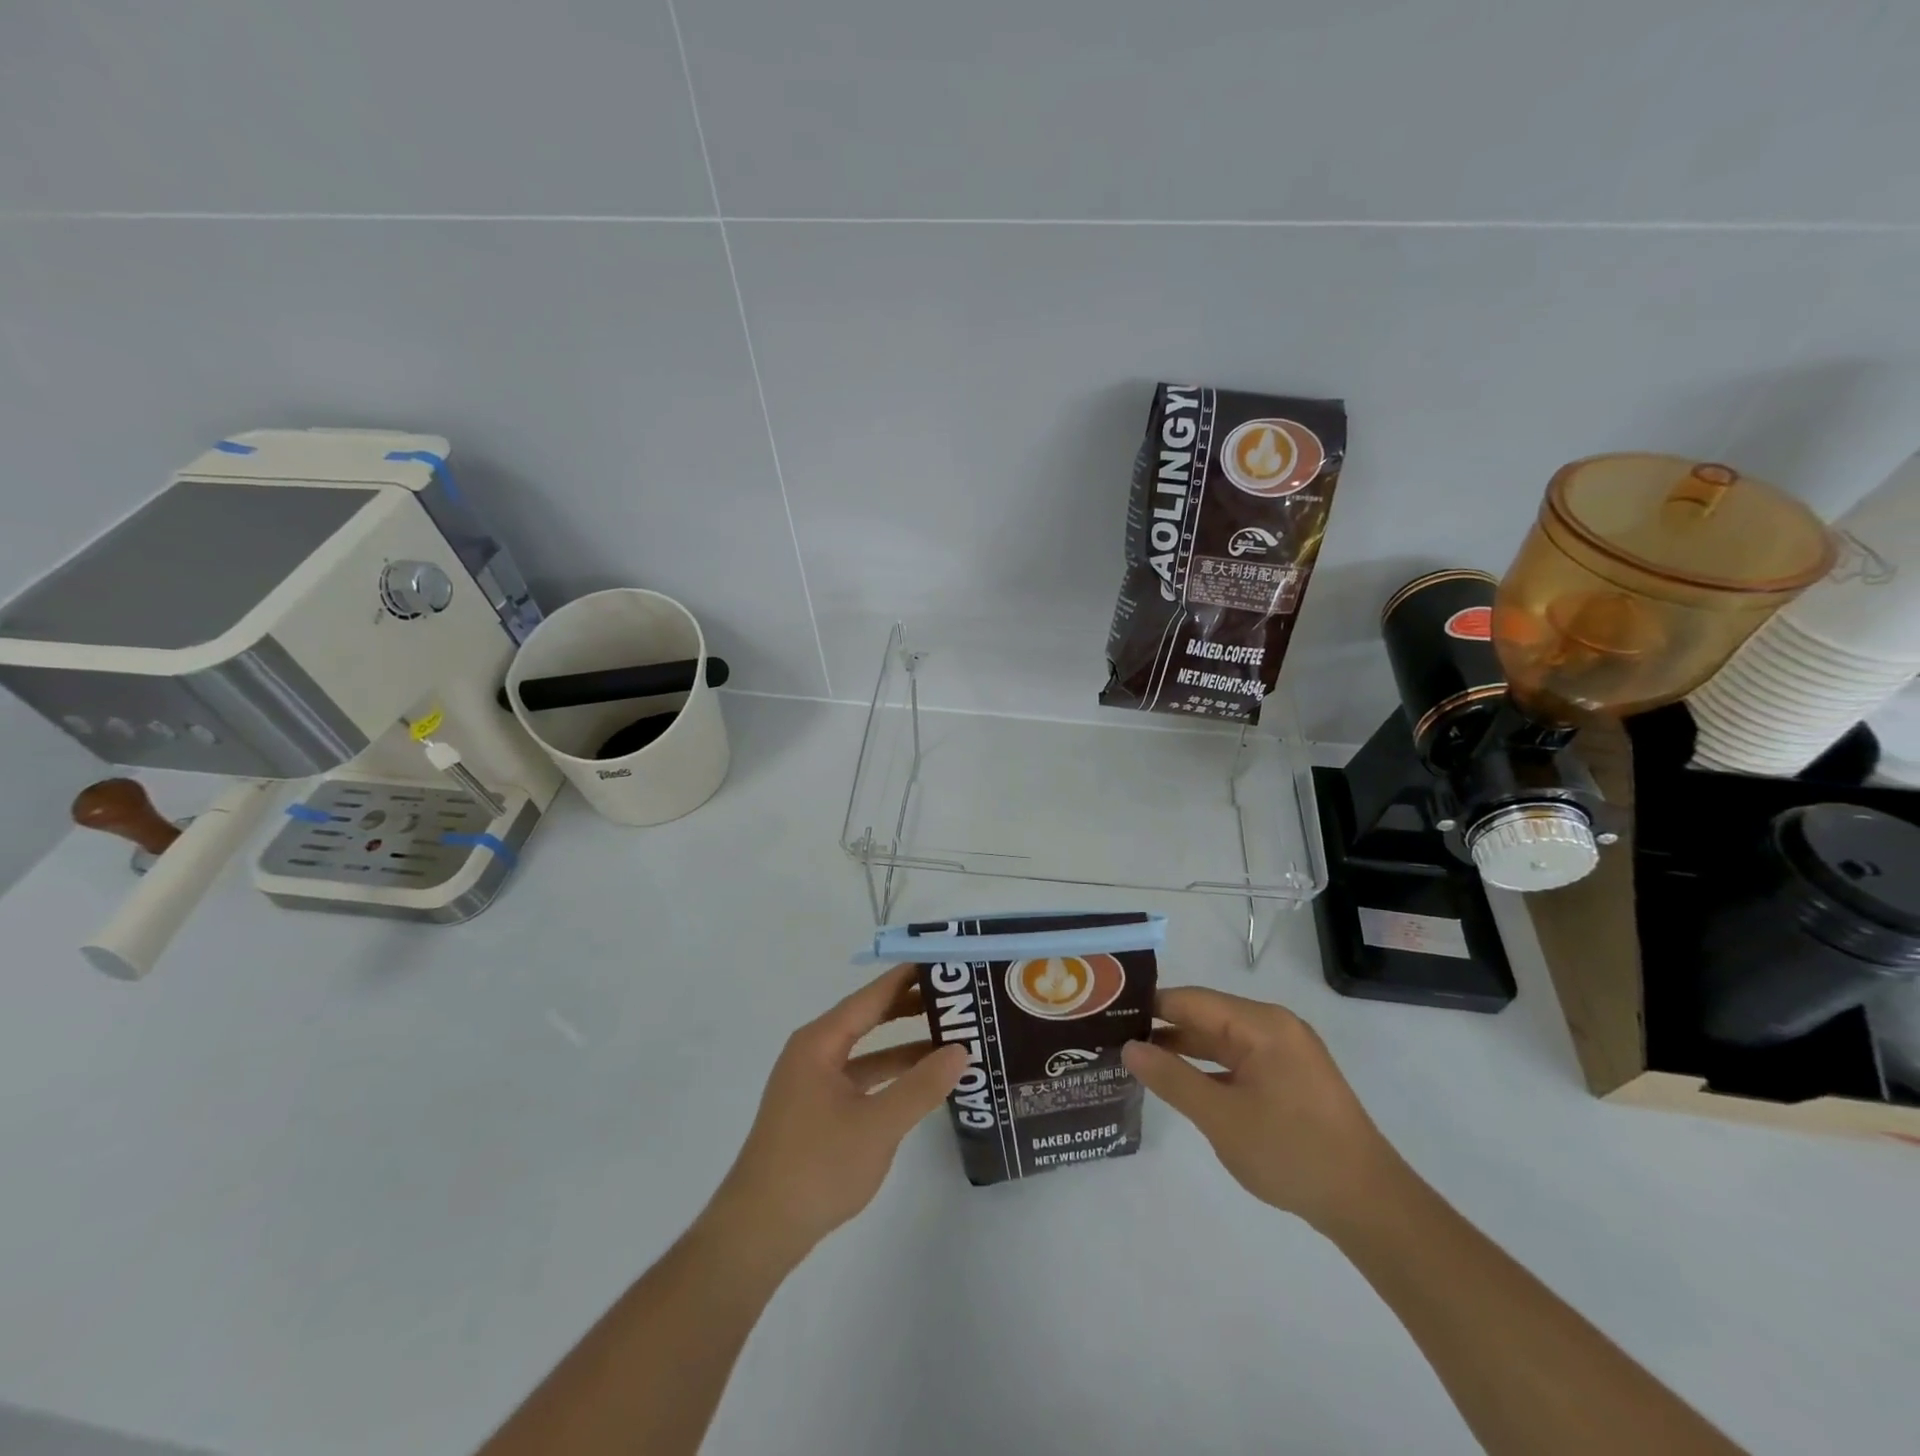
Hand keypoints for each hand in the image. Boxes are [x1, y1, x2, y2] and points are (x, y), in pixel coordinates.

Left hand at [707, 964, 966, 1262]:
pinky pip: (860, 1077)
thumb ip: (921, 1086)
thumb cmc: (817, 1167)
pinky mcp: (816, 1110)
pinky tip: (920, 1084)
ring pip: (867, 1051)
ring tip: (950, 1039)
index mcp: (820, 1042)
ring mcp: (813, 1082)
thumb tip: (961, 1050)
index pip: (871, 996)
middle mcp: (813, 1052)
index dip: (907, 978)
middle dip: (910, 1008)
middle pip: (868, 1018)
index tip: (943, 963)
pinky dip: (889, 1076)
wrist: (759, 1231)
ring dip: (904, 1047)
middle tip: (956, 999)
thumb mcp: (878, 1125)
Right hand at [1122, 987, 1400, 1232]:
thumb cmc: (1292, 1153)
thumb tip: (1128, 1047)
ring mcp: (1284, 1052)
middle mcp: (1273, 1026)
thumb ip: (1172, 1079)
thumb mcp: (1222, 1117)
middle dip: (1162, 1028)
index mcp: (1260, 1024)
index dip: (1148, 1007)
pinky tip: (1179, 1082)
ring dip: (1182, 1050)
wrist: (1369, 1205)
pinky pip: (1238, 1060)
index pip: (1190, 1001)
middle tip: (1113, 1040)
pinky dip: (1208, 1068)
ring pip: (1220, 1040)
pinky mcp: (1289, 1077)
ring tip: (1135, 1059)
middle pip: (1205, 1017)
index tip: (1108, 1018)